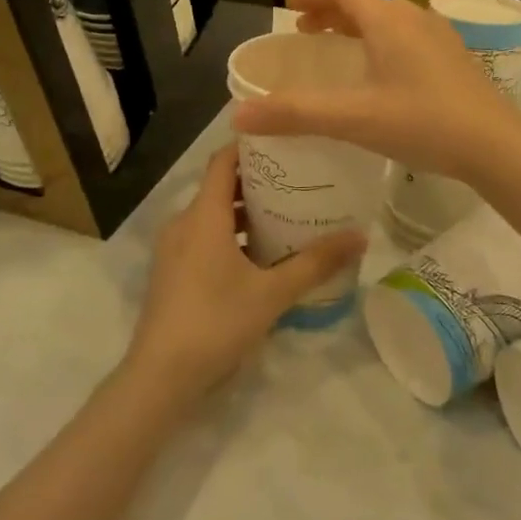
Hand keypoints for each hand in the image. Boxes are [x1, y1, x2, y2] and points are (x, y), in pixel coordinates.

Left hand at [125, 147, 366, 401]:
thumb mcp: (273, 292)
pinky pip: (203, 238)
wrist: (160, 378)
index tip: (285, 142)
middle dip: (258, 182)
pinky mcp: (171, 273)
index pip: (223, 160)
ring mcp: (174, 249)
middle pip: (221, 187)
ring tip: (286, 218)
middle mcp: (184, 222)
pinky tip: (260, 258)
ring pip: (213, 216)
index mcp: (204, 215)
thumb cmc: (216, 322)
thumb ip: (316, 262)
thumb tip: (361, 236)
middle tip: (298, 182)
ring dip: (245, 214)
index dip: (251, 146)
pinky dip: (230, 237)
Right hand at [232, 0, 515, 180]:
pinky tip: (385, 78)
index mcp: (387, 21)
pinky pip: (409, 38)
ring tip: (342, 53)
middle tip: (308, 34)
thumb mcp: (353, 119)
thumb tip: (238, 114)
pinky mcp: (456, 59)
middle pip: (366, 2)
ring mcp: (440, 37)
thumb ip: (295, 114)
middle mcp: (414, 18)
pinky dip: (384, 43)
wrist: (497, 144)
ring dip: (360, 28)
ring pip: (390, 20)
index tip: (291, 9)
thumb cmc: (422, 122)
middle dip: (332, 13)